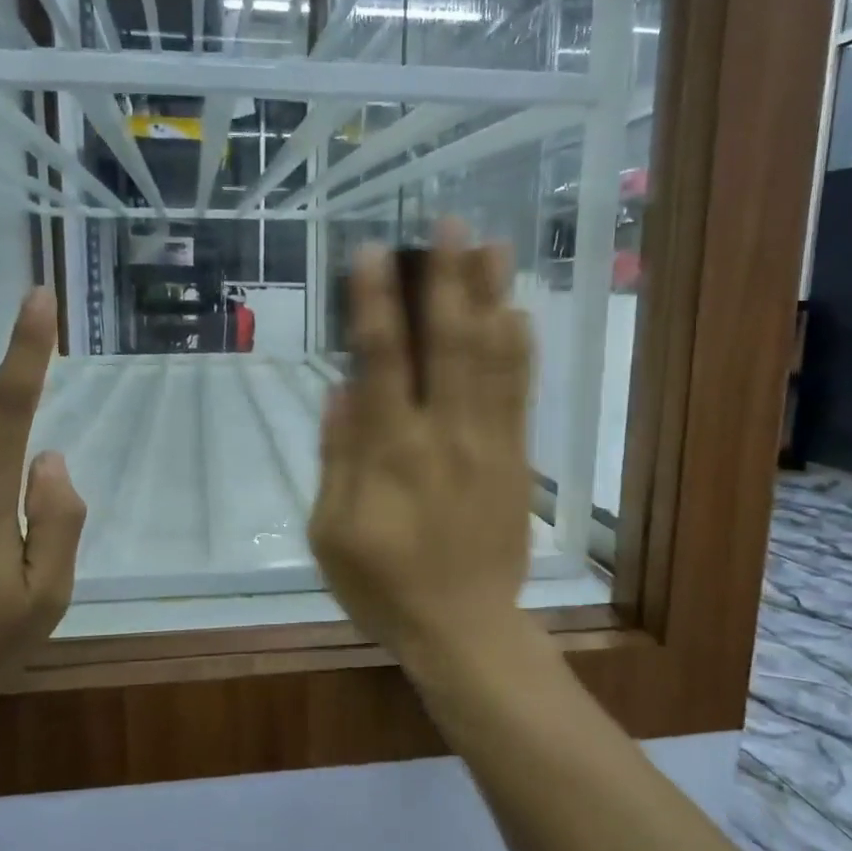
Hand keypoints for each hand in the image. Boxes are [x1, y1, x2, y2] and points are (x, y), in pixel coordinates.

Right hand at [309, 220, 534, 671]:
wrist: (464, 628)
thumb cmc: (384, 585)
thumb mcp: (331, 532)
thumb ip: (337, 457)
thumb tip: (342, 389)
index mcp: (391, 452)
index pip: (383, 360)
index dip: (376, 302)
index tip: (373, 253)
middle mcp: (444, 434)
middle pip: (449, 342)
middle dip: (447, 278)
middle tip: (450, 221)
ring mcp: (488, 444)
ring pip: (492, 358)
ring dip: (491, 298)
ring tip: (492, 245)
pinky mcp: (517, 459)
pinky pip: (520, 394)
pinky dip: (519, 350)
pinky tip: (517, 313)